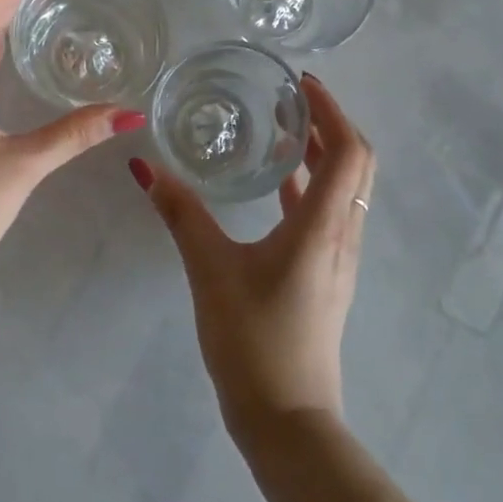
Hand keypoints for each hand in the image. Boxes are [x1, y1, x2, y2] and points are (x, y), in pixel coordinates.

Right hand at [130, 75, 375, 447]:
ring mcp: (339, 257)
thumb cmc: (252, 339)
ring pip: (346, 188)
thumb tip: (145, 167)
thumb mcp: (210, 270)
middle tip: (290, 98)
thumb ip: (180, 214)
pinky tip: (277, 183)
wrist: (286, 418)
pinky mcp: (326, 275)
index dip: (332, 110)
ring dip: (323, 152)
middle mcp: (343, 234)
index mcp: (324, 225)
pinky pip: (329, 212)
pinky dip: (311, 185)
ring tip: (282, 128)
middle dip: (330, 123)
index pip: (349, 150)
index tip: (301, 83)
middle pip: (357, 164)